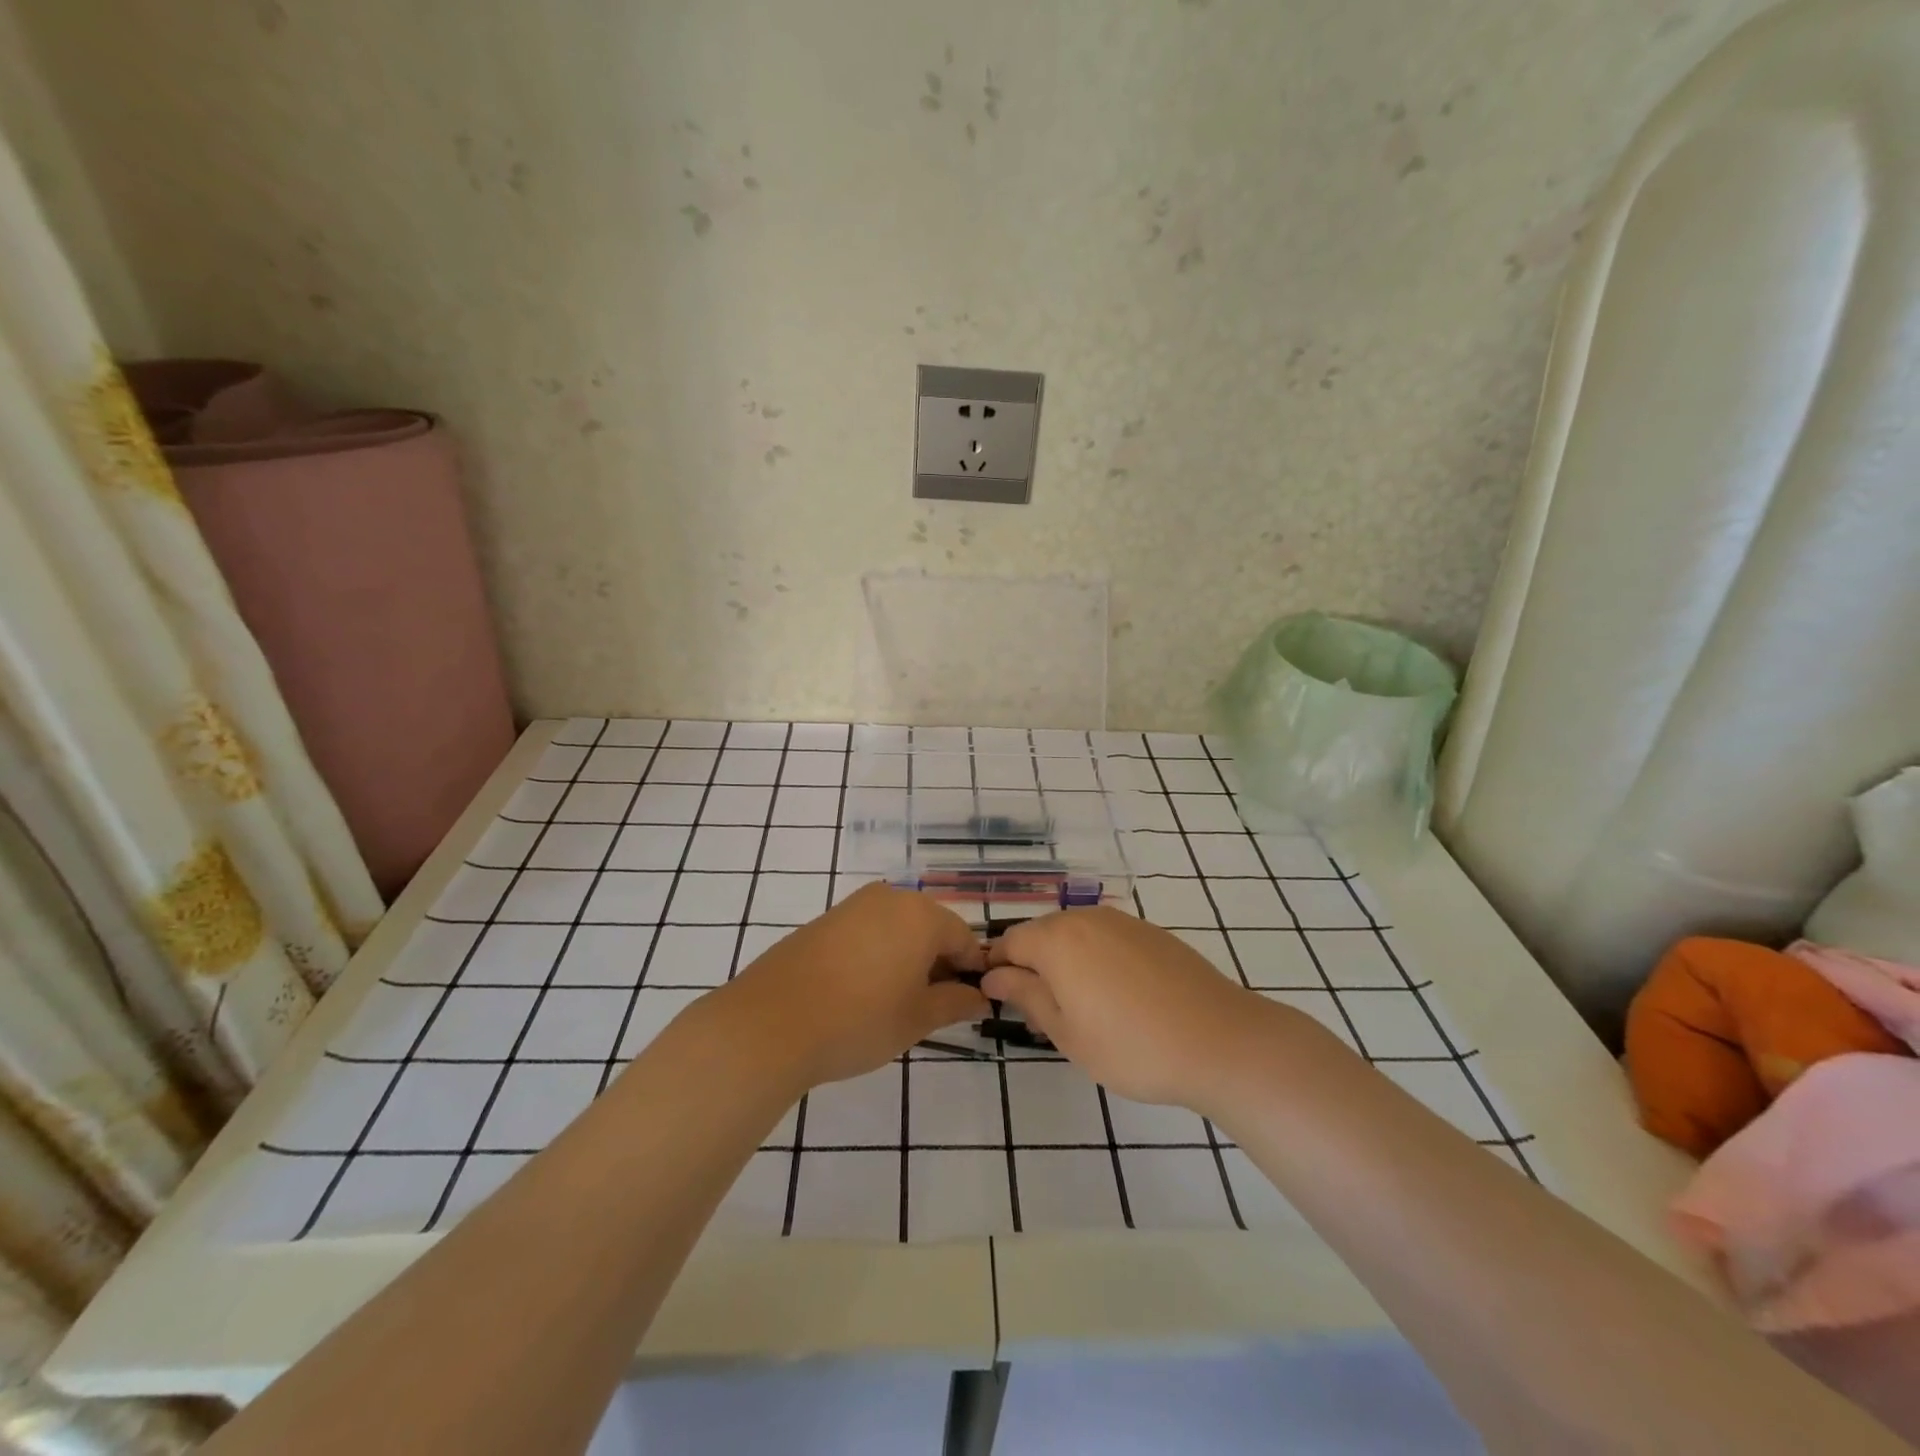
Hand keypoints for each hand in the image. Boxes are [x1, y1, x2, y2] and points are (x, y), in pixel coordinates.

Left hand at [718, 884, 989, 1088]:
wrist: (771, 1023)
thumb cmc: (859, 1020)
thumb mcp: (918, 1018)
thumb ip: (956, 1003)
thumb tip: (980, 998)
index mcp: (922, 915)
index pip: (964, 939)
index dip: (972, 972)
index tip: (969, 1004)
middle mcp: (891, 898)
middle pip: (931, 928)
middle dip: (939, 964)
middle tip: (933, 1008)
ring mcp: (853, 905)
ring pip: (898, 929)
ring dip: (908, 959)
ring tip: (898, 1003)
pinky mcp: (825, 920)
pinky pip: (867, 932)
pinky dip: (878, 955)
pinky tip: (865, 991)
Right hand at [985, 906, 1272, 1108]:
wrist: (1220, 1041)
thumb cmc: (1132, 1046)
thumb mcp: (1066, 1031)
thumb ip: (1026, 995)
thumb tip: (993, 976)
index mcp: (1057, 939)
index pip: (1009, 942)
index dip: (997, 969)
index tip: (997, 999)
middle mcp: (1086, 918)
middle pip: (1041, 934)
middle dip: (1031, 965)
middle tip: (1040, 1012)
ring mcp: (1122, 921)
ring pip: (1075, 935)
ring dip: (1065, 962)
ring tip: (1079, 1007)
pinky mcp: (1151, 932)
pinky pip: (1106, 938)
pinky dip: (1096, 959)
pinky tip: (1115, 996)